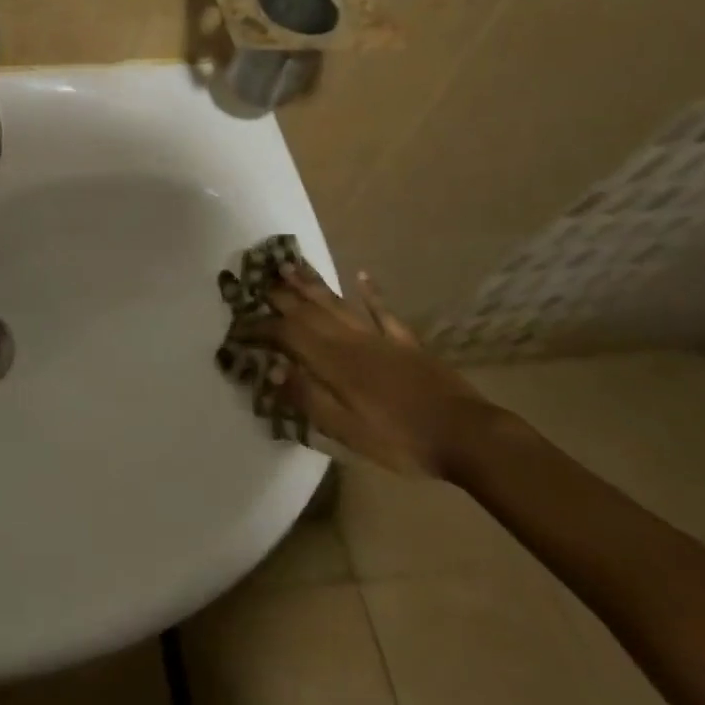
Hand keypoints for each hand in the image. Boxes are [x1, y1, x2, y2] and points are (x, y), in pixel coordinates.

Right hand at [230, 266, 490, 478]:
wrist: (466, 435)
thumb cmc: (401, 439)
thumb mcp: (347, 430)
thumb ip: (308, 397)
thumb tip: (272, 369)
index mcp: (333, 362)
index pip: (286, 335)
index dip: (259, 328)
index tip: (237, 327)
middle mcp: (351, 340)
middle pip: (309, 310)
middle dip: (280, 295)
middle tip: (256, 279)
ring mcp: (379, 337)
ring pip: (338, 303)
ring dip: (312, 284)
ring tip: (290, 265)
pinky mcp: (406, 342)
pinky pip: (382, 311)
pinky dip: (370, 293)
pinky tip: (361, 276)